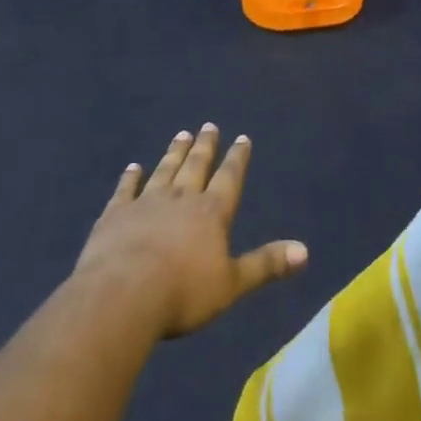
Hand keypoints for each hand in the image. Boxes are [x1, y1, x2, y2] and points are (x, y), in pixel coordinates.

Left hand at [76, 125, 307, 337]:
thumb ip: (266, 265)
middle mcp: (181, 198)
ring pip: (164, 170)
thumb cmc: (183, 293)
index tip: (242, 138)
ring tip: (181, 134)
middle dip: (205, 146)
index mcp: (211, 213)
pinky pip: (126, 189)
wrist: (123, 295)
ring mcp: (146, 202)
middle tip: (209, 125)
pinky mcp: (116, 214)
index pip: (229, 178)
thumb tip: (305, 251)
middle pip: (196, 166)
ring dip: (174, 153)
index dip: (237, 158)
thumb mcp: (232, 284)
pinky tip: (133, 167)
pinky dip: (130, 177)